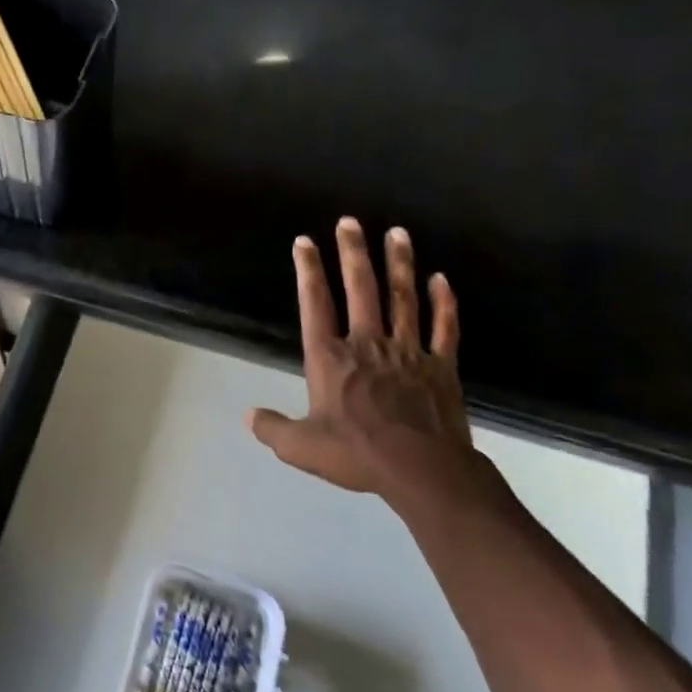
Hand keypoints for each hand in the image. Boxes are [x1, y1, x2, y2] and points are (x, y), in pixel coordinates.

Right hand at [249, 219, 477, 502]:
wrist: (422, 470)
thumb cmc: (356, 454)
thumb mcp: (300, 447)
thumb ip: (272, 428)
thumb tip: (248, 416)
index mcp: (330, 358)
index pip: (315, 304)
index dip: (308, 271)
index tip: (305, 242)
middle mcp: (367, 344)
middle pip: (361, 289)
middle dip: (353, 253)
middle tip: (350, 221)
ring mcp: (408, 351)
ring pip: (403, 298)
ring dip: (399, 264)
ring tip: (397, 232)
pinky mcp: (441, 366)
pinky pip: (443, 327)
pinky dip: (443, 302)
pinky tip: (440, 279)